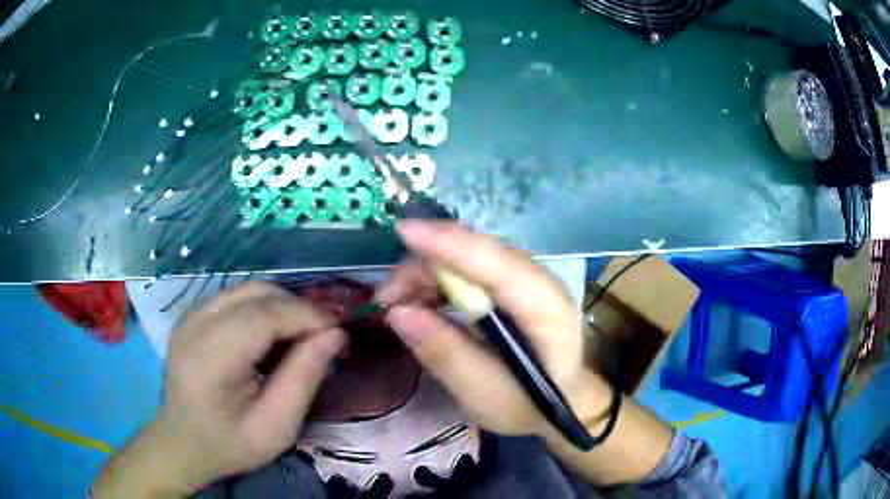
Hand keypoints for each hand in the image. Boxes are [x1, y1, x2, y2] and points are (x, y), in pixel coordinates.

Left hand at [92, 282, 346, 496]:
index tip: (339, 331)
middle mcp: (195, 325)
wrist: (183, 443)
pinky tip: (270, 337)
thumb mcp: (276, 426)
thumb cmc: (230, 444)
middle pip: (256, 293)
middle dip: (297, 308)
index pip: (263, 315)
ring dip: (281, 307)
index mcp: (210, 359)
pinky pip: (236, 297)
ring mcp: (190, 316)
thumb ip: (304, 378)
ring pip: (248, 289)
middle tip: (323, 336)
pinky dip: (262, 309)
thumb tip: (336, 335)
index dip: (306, 315)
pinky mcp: (192, 315)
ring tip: (300, 338)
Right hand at [378, 220, 608, 437]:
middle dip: (424, 267)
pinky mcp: (512, 281)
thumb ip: (445, 354)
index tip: (405, 233)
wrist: (562, 398)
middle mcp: (539, 281)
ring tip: (398, 307)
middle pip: (475, 252)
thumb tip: (398, 313)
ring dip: (425, 273)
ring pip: (467, 254)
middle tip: (386, 303)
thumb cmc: (529, 405)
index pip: (498, 266)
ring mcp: (526, 277)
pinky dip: (437, 279)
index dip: (452, 245)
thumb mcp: (483, 394)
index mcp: (546, 310)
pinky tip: (421, 301)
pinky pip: (468, 265)